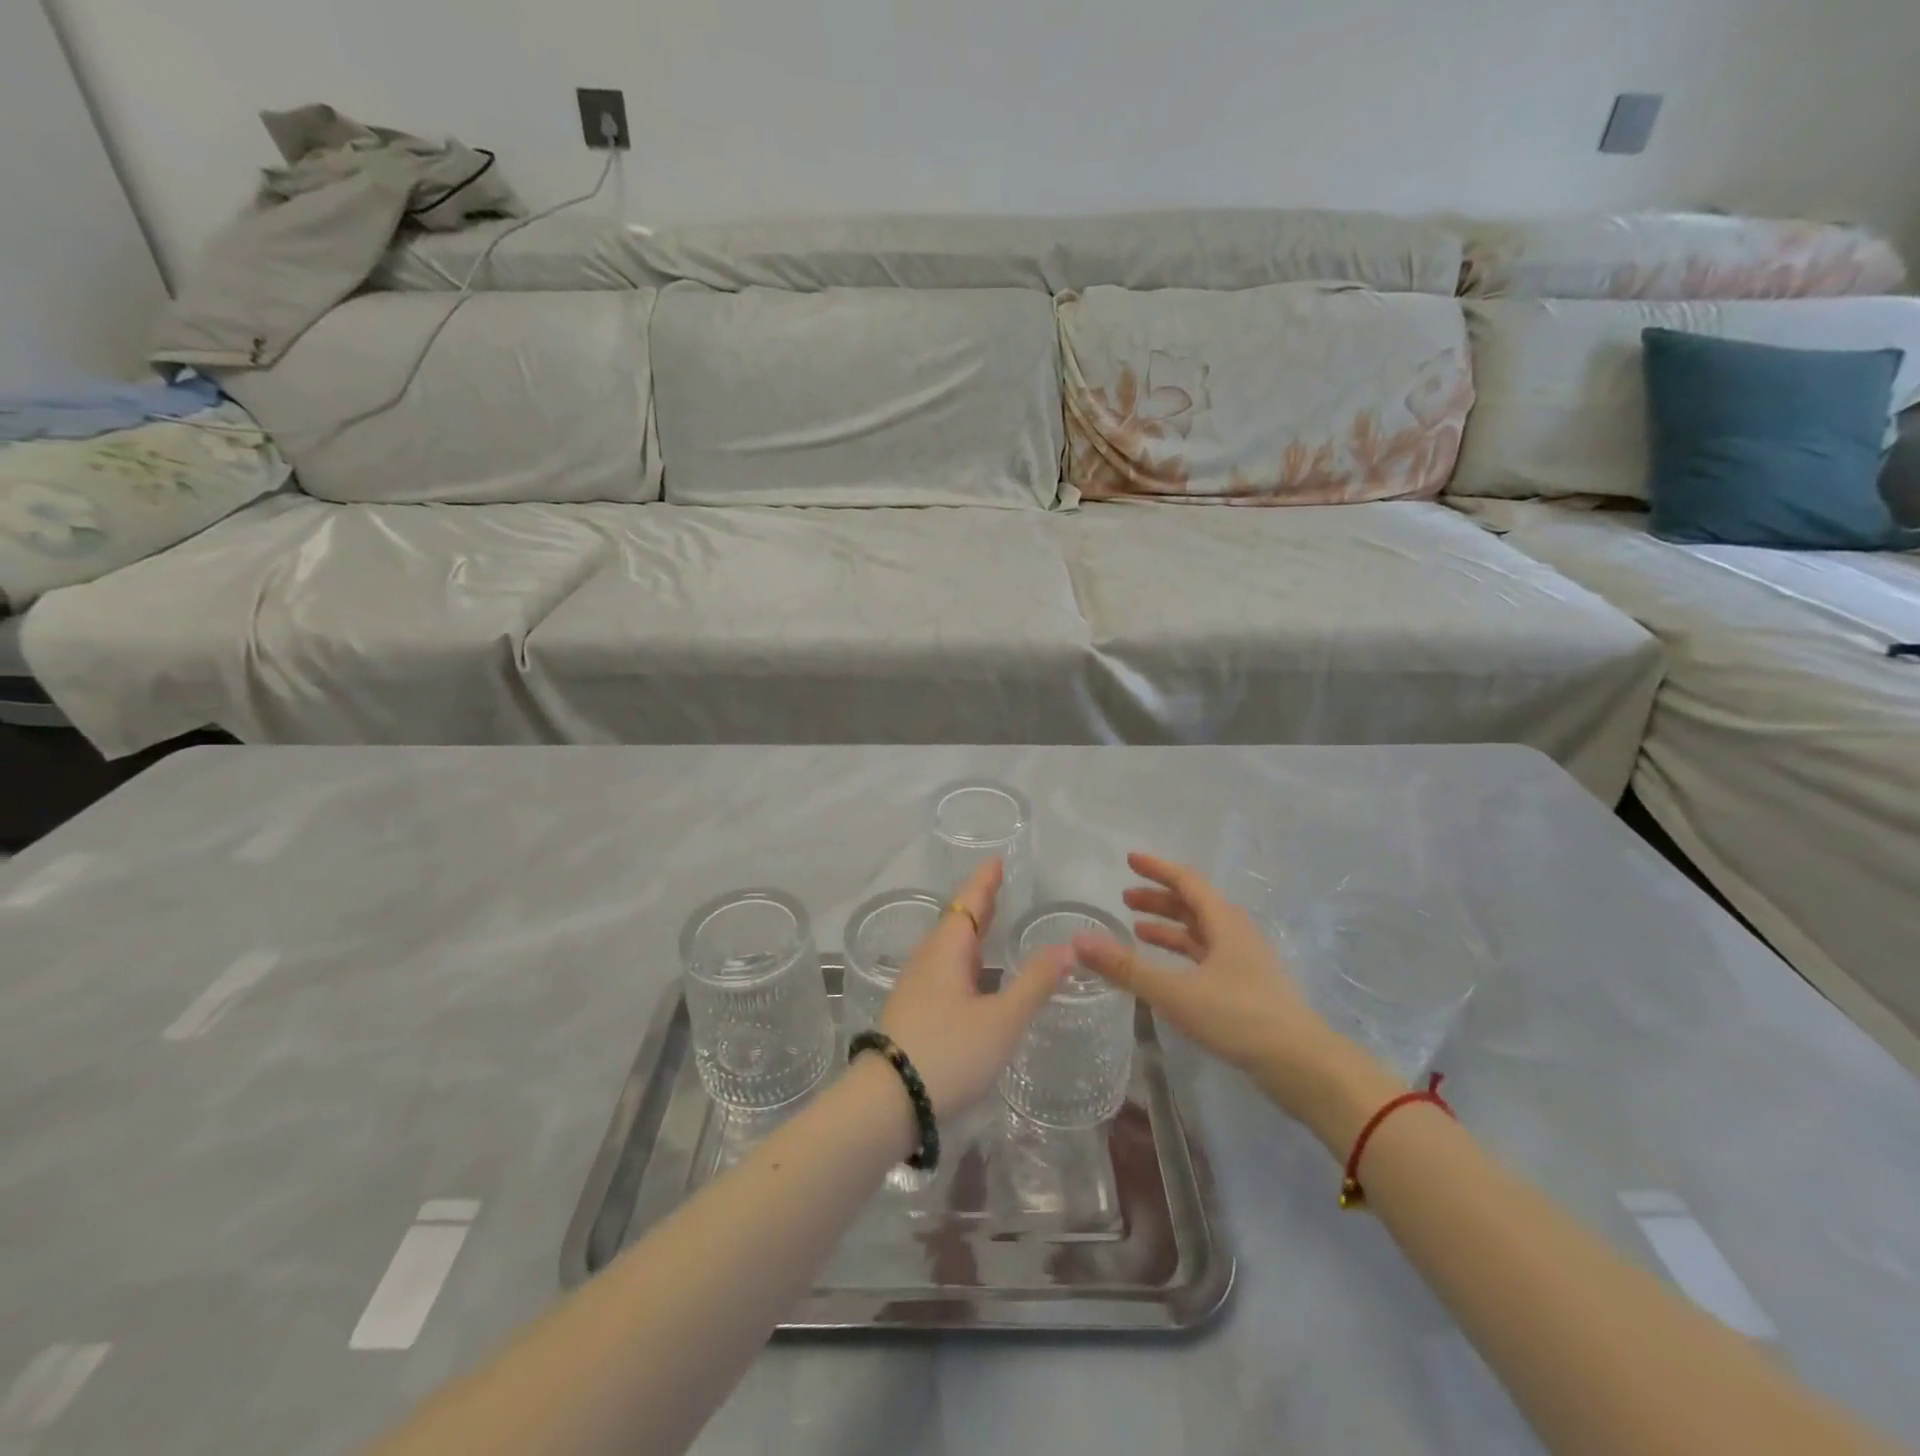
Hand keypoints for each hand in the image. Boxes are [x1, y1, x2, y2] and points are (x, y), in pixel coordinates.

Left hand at [876, 858, 1069, 1118]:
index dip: (985, 882)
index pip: (970, 903)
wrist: (887, 1103)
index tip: (997, 861)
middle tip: (997, 886)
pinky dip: (961, 958)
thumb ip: (1034, 983)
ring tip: (987, 925)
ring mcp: (914, 986)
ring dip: (968, 931)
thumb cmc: (949, 1053)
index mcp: (947, 951)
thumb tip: (1066, 946)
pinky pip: (940, 968)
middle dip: (977, 904)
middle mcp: (927, 960)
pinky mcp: (910, 1011)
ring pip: (945, 947)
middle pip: (955, 921)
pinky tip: (968, 977)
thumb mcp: (1002, 1020)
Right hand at [1072, 852, 1385, 1121]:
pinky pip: (1206, 956)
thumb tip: (1078, 941)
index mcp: (1224, 922)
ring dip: (1169, 926)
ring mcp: (1244, 961)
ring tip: (1137, 929)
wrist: (1301, 1065)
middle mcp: (1235, 933)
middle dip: (1158, 898)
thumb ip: (1126, 968)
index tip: (1130, 860)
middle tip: (1125, 898)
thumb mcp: (1175, 992)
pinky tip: (1166, 969)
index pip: (1186, 881)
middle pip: (1193, 904)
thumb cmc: (1239, 1017)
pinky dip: (1181, 953)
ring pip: (1200, 931)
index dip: (1157, 868)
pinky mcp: (1246, 987)